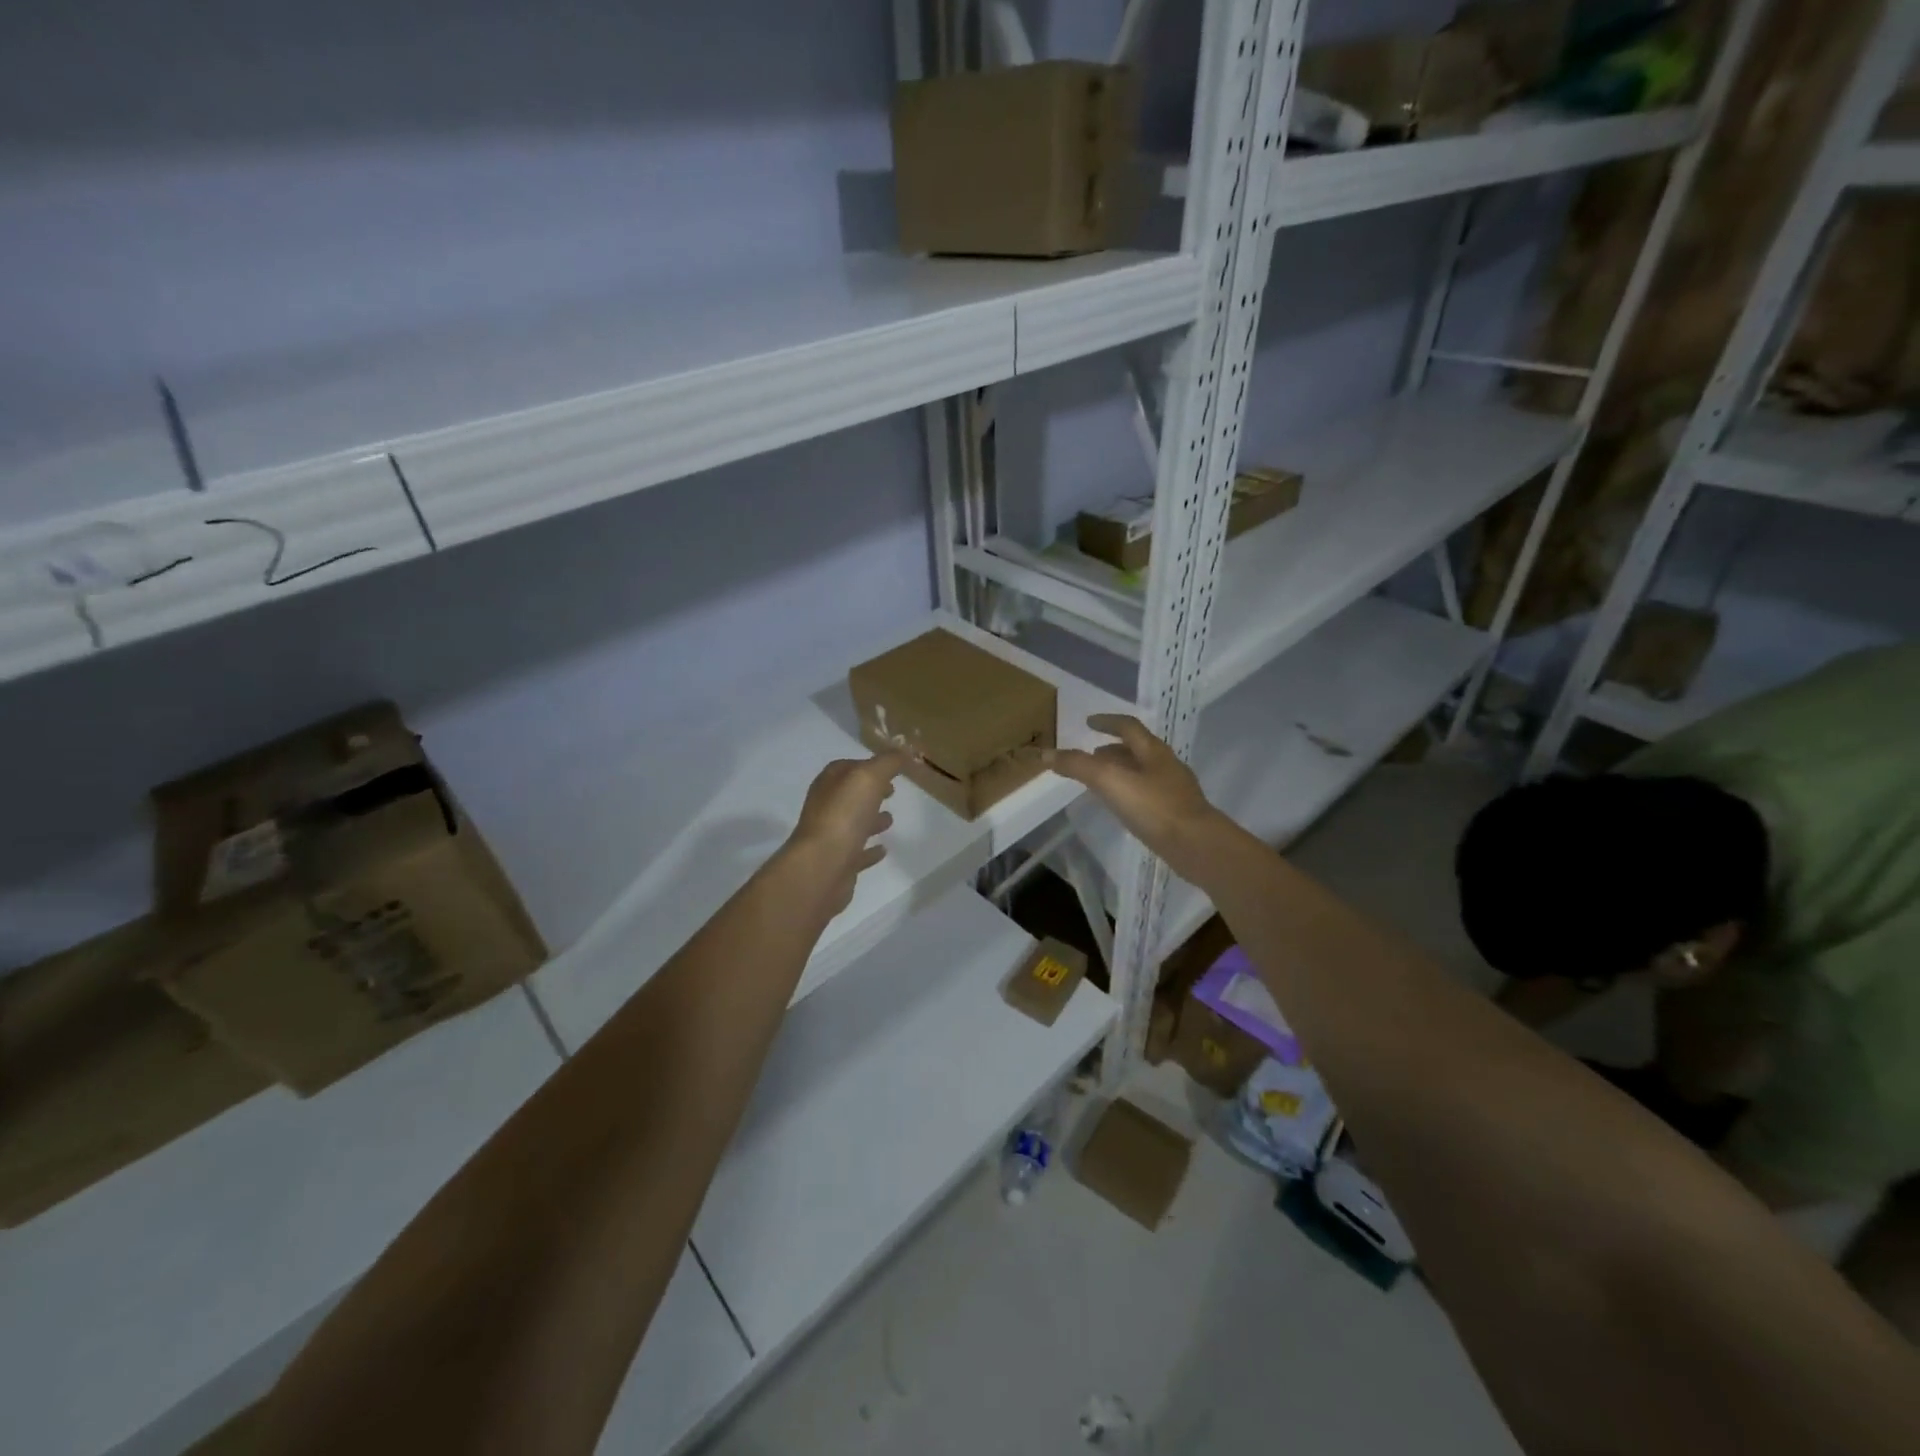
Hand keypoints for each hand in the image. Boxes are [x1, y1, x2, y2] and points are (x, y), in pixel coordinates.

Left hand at [786, 751, 909, 911]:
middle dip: (870, 792)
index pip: (847, 767)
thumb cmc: (844, 815)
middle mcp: (826, 807)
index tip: (892, 769)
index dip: (869, 765)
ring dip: (871, 819)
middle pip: (850, 795)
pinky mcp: (838, 863)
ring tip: (891, 819)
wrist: (822, 867)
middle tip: (892, 792)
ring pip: (853, 823)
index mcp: (829, 783)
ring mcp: (830, 837)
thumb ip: (887, 762)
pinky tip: (883, 850)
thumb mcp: (869, 777)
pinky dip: (870, 850)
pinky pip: (857, 853)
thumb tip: (903, 751)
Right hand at [1046, 715, 1221, 879]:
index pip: (1128, 726)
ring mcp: (1174, 790)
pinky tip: (1123, 808)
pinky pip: (1148, 795)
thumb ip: (1078, 766)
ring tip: (1101, 782)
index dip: (1107, 721)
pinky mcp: (1177, 814)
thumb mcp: (1110, 781)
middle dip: (1112, 749)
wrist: (1196, 845)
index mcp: (1153, 751)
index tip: (1089, 722)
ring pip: (1143, 773)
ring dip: (1122, 772)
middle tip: (1091, 755)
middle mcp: (1166, 765)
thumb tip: (1046, 753)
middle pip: (1137, 749)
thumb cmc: (1154, 807)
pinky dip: (1130, 793)